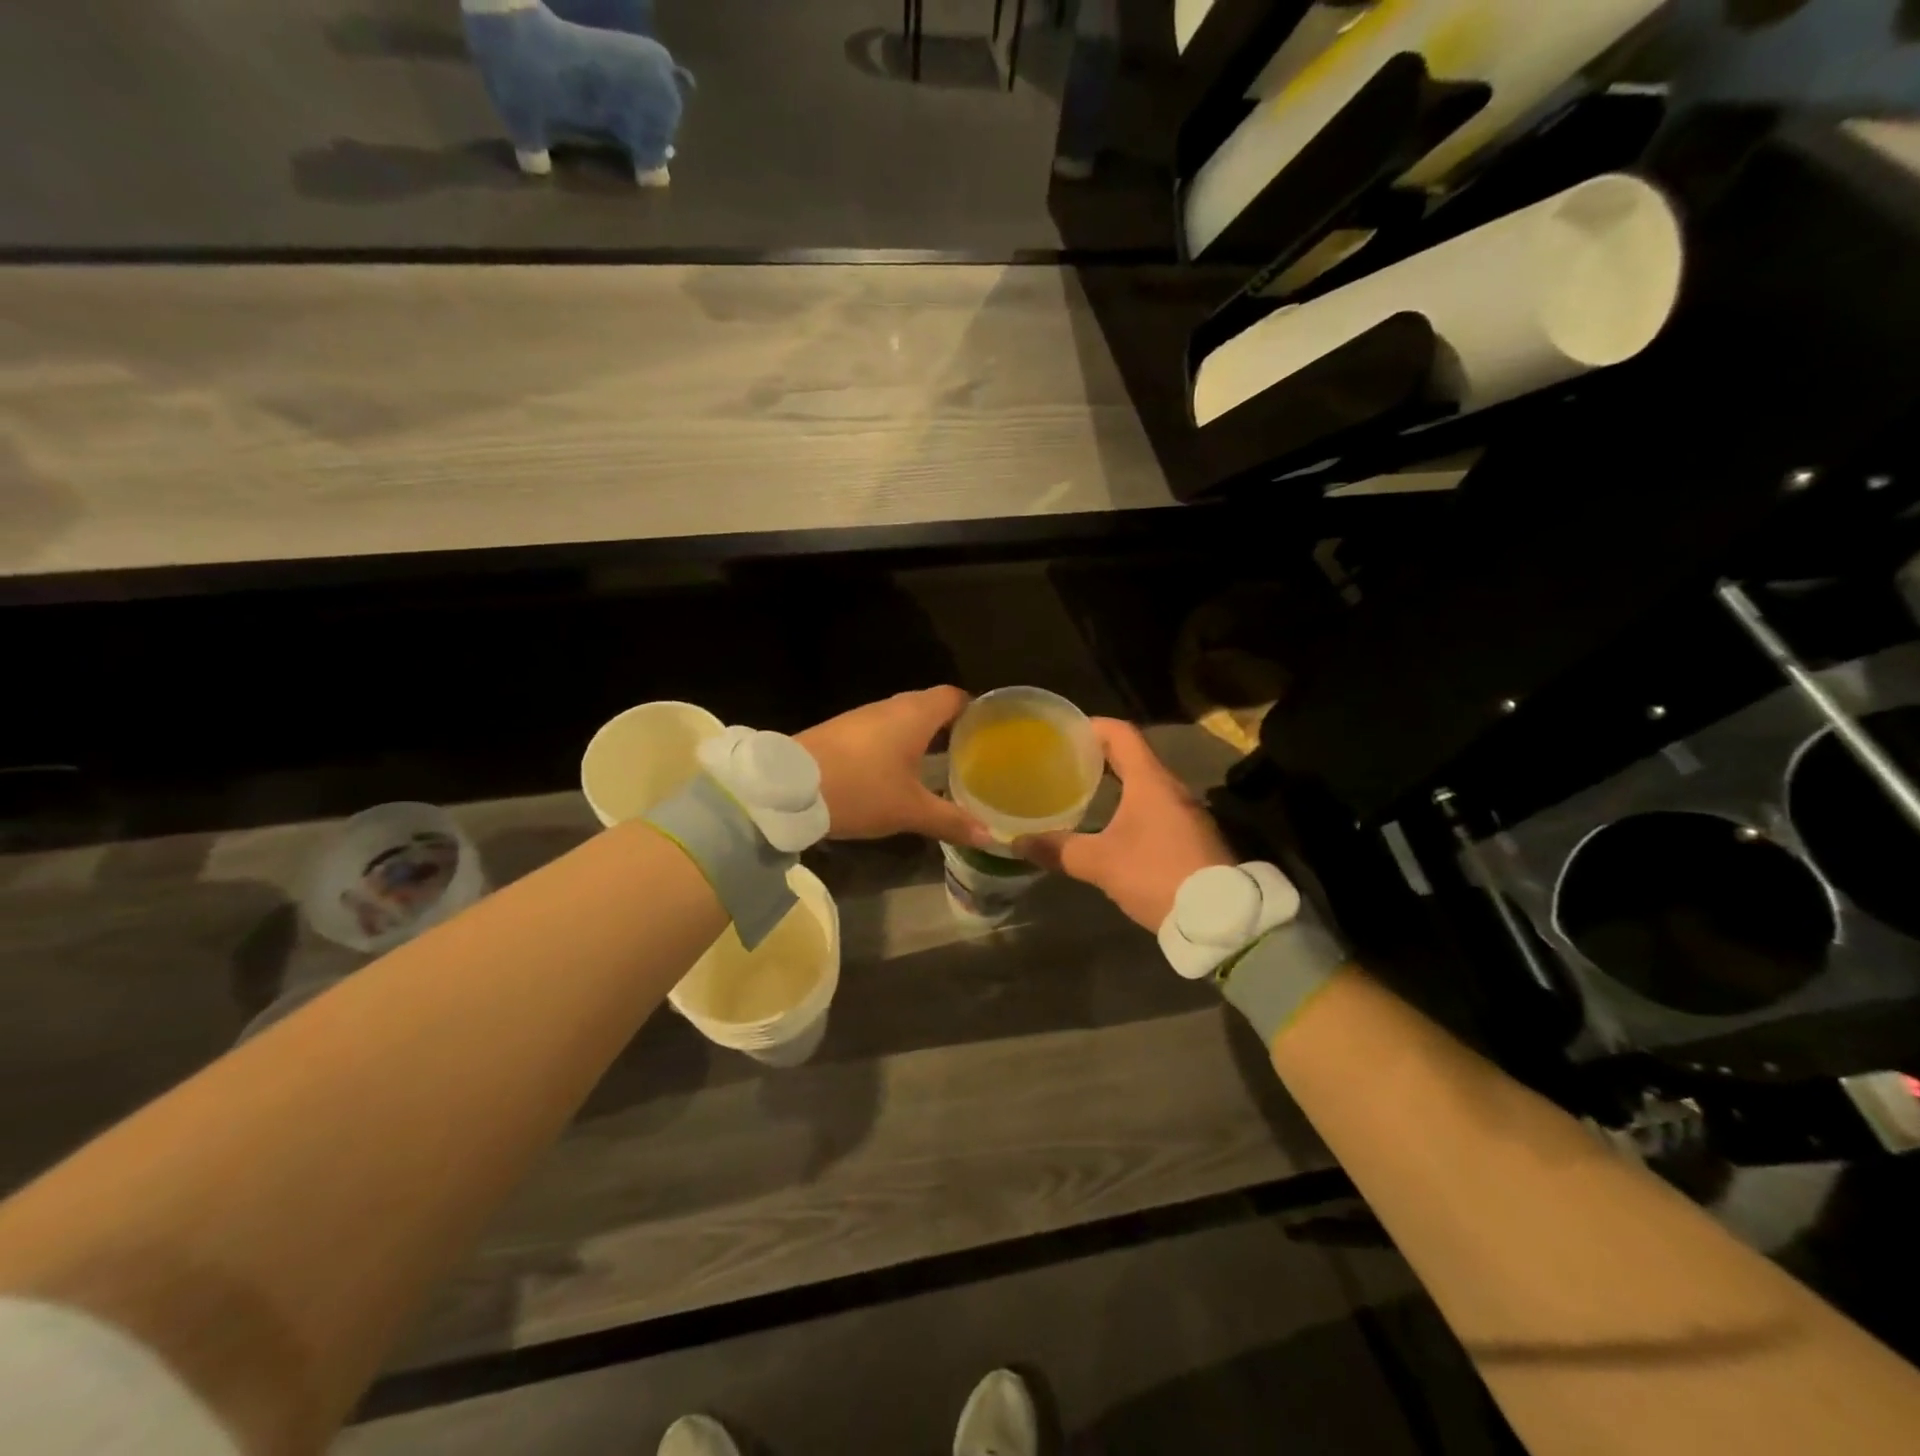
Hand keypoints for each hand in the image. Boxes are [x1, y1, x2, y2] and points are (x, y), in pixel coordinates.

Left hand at [799, 687, 992, 847]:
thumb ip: (951, 820)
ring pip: (901, 719)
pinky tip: (895, 772)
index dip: (973, 710)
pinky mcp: (841, 731)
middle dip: (949, 727)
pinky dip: (894, 746)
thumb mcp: (909, 810)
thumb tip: (988, 836)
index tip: (987, 732)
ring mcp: (862, 717)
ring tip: (937, 765)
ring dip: (919, 737)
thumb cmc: (861, 789)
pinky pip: (879, 731)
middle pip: (929, 706)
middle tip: (968, 754)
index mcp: (915, 715)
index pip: (954, 696)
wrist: (788, 788)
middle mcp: (890, 707)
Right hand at [1020, 719, 1233, 929]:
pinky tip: (1109, 824)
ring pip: (1144, 783)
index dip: (1091, 726)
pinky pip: (1154, 806)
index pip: (1121, 733)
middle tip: (1062, 762)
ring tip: (1080, 791)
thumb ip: (1059, 850)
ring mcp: (1185, 812)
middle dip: (1097, 755)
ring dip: (1114, 782)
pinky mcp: (1191, 836)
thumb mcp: (1101, 864)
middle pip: (1132, 756)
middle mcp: (1171, 788)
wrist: (1220, 917)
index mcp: (1151, 781)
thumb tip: (1017, 842)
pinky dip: (1129, 804)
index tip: (1063, 732)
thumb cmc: (1158, 875)